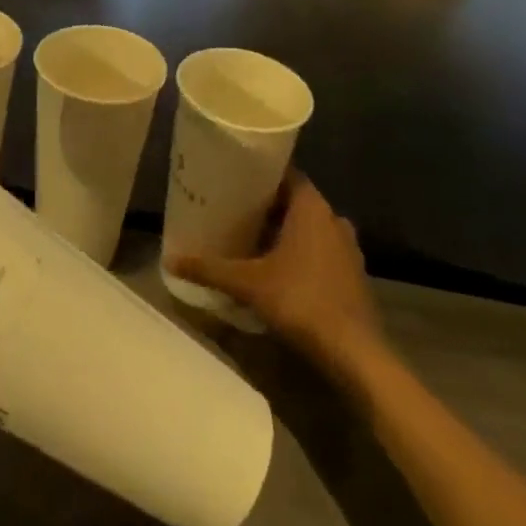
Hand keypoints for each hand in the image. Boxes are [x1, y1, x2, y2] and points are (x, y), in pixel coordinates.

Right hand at [168, 173, 386, 368]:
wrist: (354, 353)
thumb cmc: (301, 301)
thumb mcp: (248, 283)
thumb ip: (210, 268)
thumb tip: (170, 259)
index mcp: (311, 206)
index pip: (284, 172)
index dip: (259, 173)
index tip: (233, 177)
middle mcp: (332, 218)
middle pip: (294, 199)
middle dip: (266, 204)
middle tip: (232, 208)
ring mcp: (347, 246)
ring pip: (308, 226)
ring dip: (283, 229)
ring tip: (250, 236)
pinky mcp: (352, 273)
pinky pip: (320, 248)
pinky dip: (299, 251)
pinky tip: (276, 266)